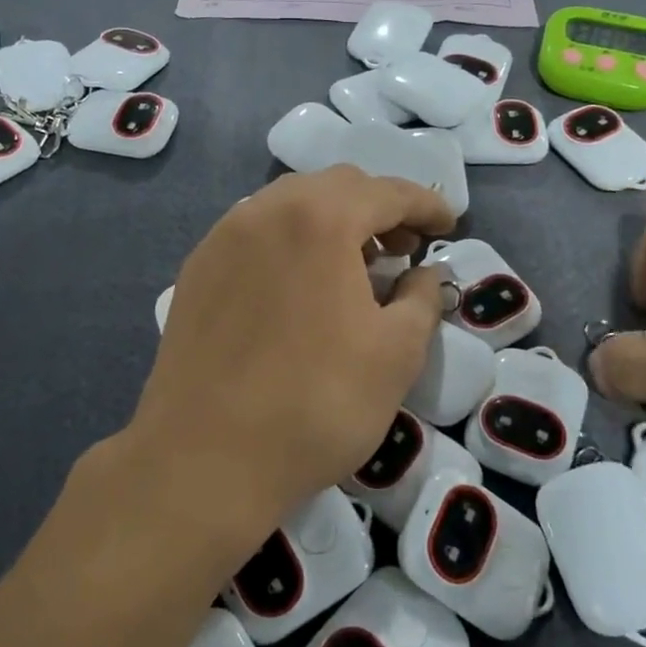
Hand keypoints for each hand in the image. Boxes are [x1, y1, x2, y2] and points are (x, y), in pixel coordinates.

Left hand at [124, 167, 455, 553]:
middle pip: (335, 187)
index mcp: (319, 219)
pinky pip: (255, 233)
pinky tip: (300, 285)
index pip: (386, 192)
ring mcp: (222, 238)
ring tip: (354, 266)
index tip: (448, 225)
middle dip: (378, 208)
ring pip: (290, 205)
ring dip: (332, 221)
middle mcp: (265, 211)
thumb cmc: (316, 404)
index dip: (425, 204)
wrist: (205, 459)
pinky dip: (291, 241)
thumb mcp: (396, 354)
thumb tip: (426, 273)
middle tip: (403, 248)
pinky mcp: (197, 270)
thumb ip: (422, 298)